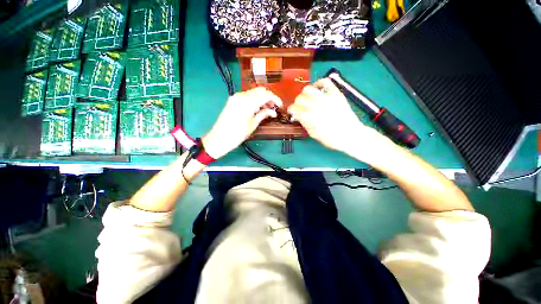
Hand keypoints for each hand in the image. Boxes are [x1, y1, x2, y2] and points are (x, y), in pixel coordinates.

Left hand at [203, 87, 282, 158]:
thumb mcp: (253, 124)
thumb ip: (264, 115)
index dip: (275, 99)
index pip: (266, 95)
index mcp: (248, 102)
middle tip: (274, 108)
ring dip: (262, 98)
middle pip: (260, 91)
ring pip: (254, 92)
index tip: (280, 106)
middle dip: (269, 97)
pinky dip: (254, 100)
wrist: (219, 138)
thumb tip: (273, 112)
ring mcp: (236, 97)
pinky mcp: (233, 100)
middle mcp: (241, 96)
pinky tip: (257, 108)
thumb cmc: (237, 134)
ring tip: (266, 110)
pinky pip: (247, 96)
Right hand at [288, 78, 389, 156]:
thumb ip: (304, 123)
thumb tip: (297, 115)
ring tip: (307, 99)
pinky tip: (317, 89)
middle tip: (300, 108)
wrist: (351, 135)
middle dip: (297, 103)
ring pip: (308, 89)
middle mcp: (316, 105)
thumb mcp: (313, 134)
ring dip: (304, 94)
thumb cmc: (331, 139)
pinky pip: (325, 82)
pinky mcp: (336, 93)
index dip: (291, 110)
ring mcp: (326, 98)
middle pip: (299, 98)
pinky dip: (318, 83)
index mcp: (309, 116)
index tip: (293, 113)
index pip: (294, 108)